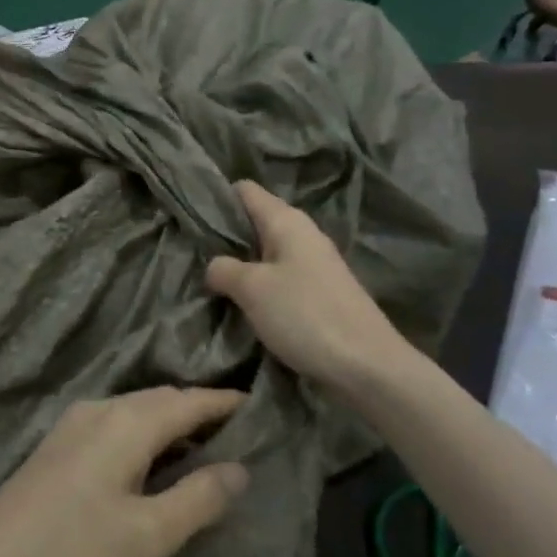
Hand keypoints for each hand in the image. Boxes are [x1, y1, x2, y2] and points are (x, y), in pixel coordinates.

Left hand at [0, 387, 249, 556]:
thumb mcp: (149, 537)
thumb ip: (200, 497)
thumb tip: (240, 466)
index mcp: (126, 422)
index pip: (189, 400)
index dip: (225, 403)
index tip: (260, 407)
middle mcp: (98, 410)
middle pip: (161, 400)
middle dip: (199, 410)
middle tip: (238, 432)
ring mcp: (70, 427)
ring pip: (135, 412)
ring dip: (170, 424)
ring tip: (203, 449)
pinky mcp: (54, 449)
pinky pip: (113, 426)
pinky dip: (143, 435)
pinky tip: (150, 465)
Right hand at [206, 180, 425, 395]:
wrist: (368, 366)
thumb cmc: (305, 316)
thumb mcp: (252, 289)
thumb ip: (223, 268)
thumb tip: (214, 266)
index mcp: (286, 221)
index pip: (244, 190)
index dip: (216, 198)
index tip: (188, 217)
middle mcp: (302, 233)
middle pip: (254, 221)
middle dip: (224, 235)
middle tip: (192, 253)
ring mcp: (314, 263)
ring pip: (265, 251)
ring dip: (240, 263)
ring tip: (211, 279)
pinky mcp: (319, 291)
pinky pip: (278, 275)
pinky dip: (258, 284)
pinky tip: (242, 302)